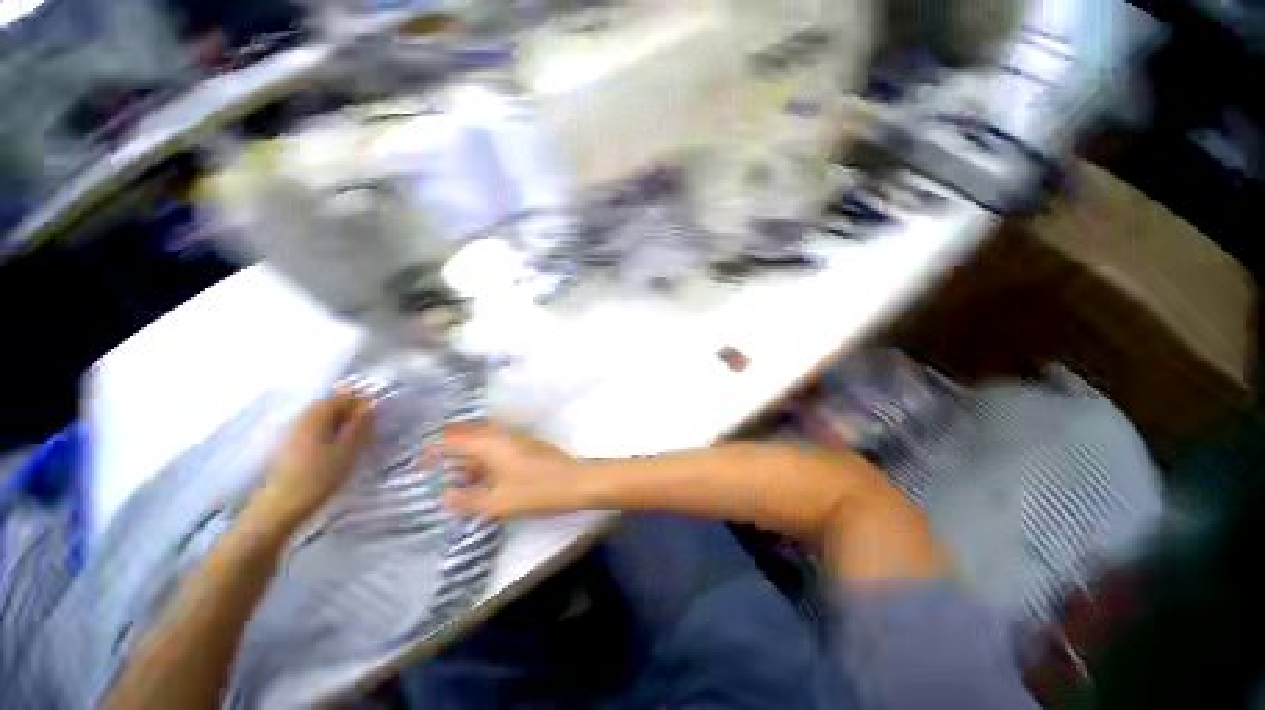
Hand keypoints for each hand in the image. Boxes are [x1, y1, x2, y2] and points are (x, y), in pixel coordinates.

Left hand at [248, 392, 373, 534]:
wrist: (283, 505)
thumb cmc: (320, 475)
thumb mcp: (348, 449)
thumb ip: (359, 424)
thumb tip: (370, 405)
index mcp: (317, 415)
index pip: (344, 396)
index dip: (362, 403)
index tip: (375, 418)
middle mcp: (302, 417)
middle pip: (331, 405)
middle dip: (350, 413)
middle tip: (367, 430)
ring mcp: (293, 431)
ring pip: (322, 418)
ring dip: (340, 424)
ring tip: (353, 441)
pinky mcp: (289, 445)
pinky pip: (314, 429)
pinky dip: (328, 433)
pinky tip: (334, 450)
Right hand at [443, 424, 585, 518]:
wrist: (576, 480)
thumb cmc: (537, 490)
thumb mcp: (498, 502)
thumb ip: (468, 500)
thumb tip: (444, 497)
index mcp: (489, 443)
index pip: (451, 440)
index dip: (432, 452)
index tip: (419, 468)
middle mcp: (500, 434)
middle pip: (466, 435)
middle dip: (448, 450)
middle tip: (435, 471)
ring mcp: (514, 437)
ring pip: (481, 440)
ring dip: (466, 455)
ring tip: (456, 478)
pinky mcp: (525, 444)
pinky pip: (495, 445)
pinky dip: (482, 457)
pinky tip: (482, 476)